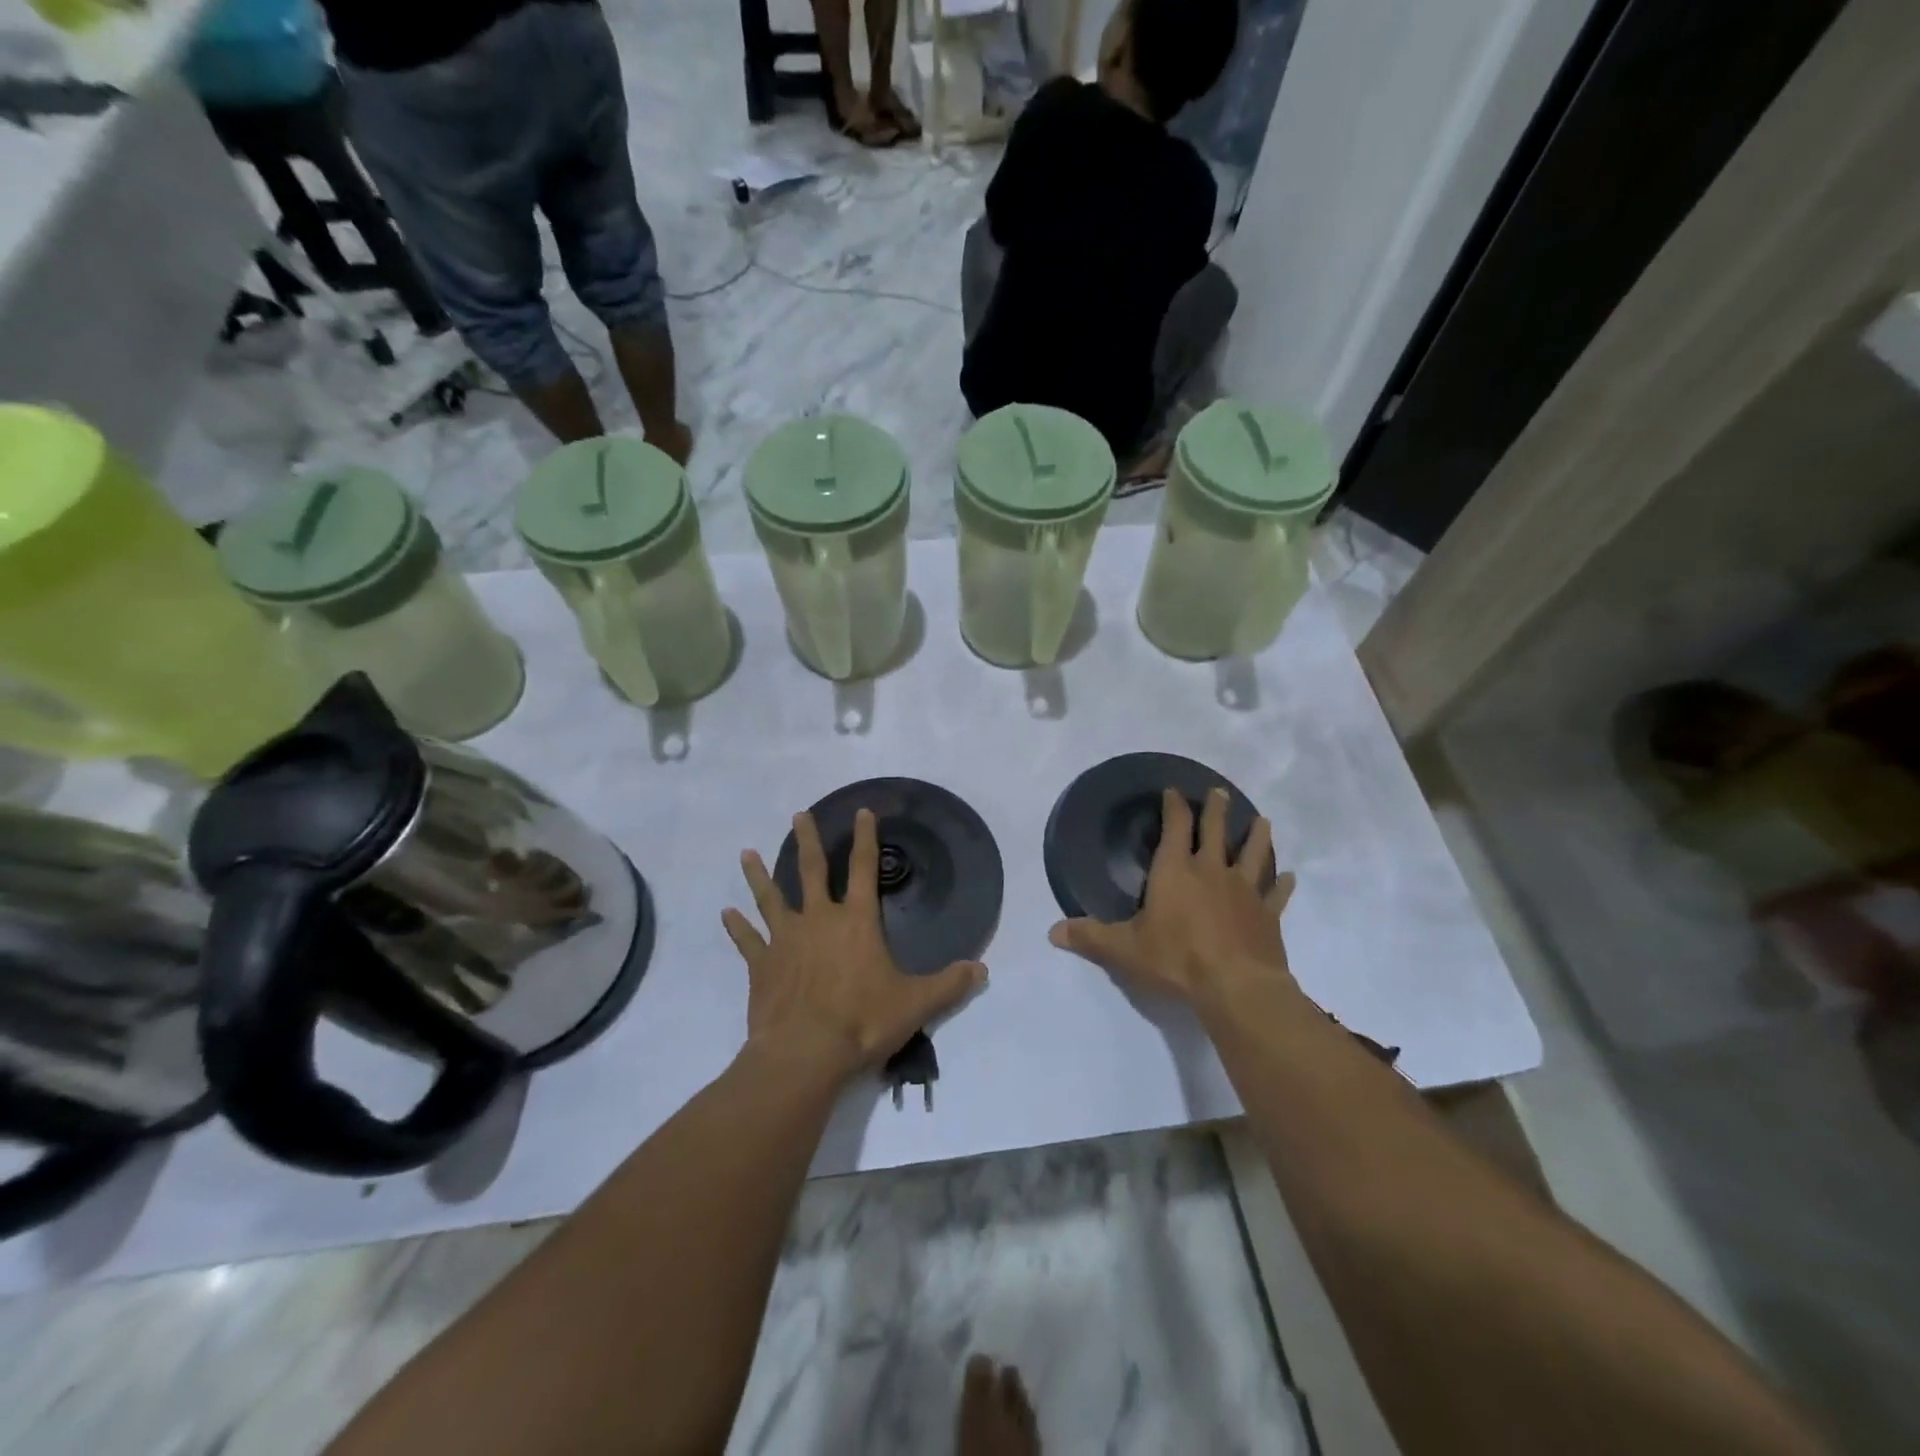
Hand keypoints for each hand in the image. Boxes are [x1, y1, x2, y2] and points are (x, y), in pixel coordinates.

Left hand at [724, 809, 986, 1083]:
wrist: (807, 1052)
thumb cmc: (864, 1021)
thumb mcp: (916, 1003)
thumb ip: (949, 984)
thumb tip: (982, 970)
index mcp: (857, 922)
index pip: (866, 869)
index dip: (866, 839)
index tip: (861, 812)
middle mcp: (819, 920)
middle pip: (812, 871)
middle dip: (808, 841)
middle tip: (799, 816)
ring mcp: (786, 940)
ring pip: (770, 898)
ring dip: (759, 875)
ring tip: (747, 853)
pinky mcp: (762, 965)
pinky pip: (747, 940)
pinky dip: (736, 927)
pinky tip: (725, 913)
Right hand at [1049, 788, 1297, 1011]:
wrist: (1236, 987)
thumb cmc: (1176, 960)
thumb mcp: (1124, 949)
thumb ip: (1090, 937)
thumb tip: (1052, 932)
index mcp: (1175, 872)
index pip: (1175, 828)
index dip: (1174, 807)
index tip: (1174, 791)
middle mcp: (1211, 872)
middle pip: (1216, 831)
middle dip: (1216, 810)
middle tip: (1219, 792)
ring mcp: (1244, 891)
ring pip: (1253, 854)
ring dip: (1257, 836)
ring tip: (1262, 820)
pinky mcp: (1268, 915)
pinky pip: (1277, 894)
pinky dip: (1283, 884)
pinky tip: (1290, 876)